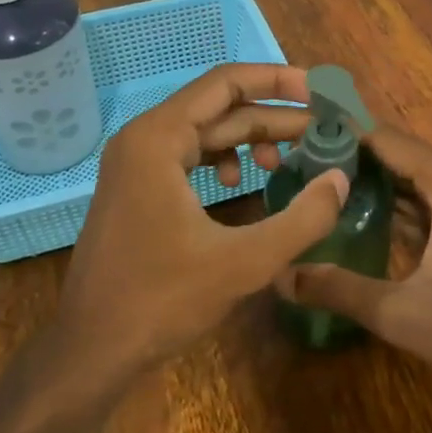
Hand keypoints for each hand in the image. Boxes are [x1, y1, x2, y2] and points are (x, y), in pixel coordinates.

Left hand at [58, 63, 348, 372]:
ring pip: (205, 132)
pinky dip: (222, 160)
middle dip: (273, 117)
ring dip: (250, 139)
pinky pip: (188, 156)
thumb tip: (340, 179)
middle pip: (219, 107)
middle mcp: (142, 138)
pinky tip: (242, 183)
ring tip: (288, 161)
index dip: (277, 81)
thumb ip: (303, 218)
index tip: (320, 93)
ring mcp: (135, 164)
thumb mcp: (244, 261)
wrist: (91, 351)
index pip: (226, 83)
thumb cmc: (162, 301)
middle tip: (322, 131)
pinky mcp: (136, 189)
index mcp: (158, 138)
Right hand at [276, 126, 431, 405]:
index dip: (339, 136)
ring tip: (320, 192)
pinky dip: (399, 204)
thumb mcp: (403, 314)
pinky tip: (364, 221)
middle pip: (397, 153)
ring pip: (415, 177)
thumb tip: (280, 276)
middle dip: (351, 160)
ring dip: (374, 183)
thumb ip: (339, 290)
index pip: (382, 138)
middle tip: (298, 172)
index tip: (296, 143)